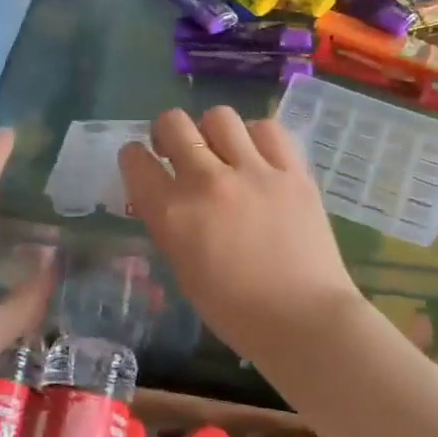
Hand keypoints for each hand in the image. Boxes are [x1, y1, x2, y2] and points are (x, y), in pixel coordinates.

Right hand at [118, 107, 360, 364]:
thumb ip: (171, 227)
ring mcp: (253, 171)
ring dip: (211, 131)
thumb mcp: (184, 271)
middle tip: (176, 151)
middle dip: (167, 133)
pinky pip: (267, 129)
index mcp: (172, 214)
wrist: (303, 319)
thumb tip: (168, 201)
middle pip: (173, 123)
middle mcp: (207, 182)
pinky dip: (255, 136)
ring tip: (222, 151)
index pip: (135, 160)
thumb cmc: (235, 312)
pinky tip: (258, 155)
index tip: (143, 164)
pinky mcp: (292, 171)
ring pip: (219, 116)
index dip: (134, 158)